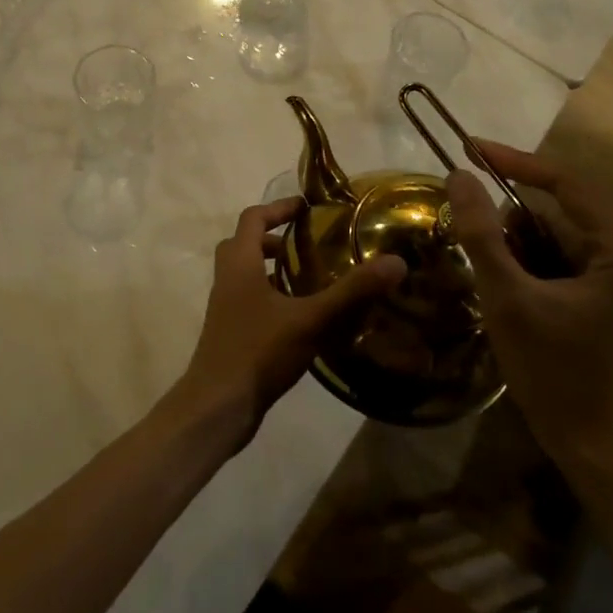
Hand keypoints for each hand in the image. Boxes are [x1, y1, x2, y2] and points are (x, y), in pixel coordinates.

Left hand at [173, 197, 406, 450]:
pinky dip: (270, 296)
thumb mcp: (310, 319)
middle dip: (273, 237)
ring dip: (271, 268)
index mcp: (240, 263)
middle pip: (244, 243)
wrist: (217, 405)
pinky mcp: (230, 332)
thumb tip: (395, 262)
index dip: (278, 208)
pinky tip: (299, 317)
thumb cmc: (258, 351)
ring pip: (245, 273)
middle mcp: (227, 278)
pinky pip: (249, 299)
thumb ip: (351, 291)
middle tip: (305, 243)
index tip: (306, 207)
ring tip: (308, 278)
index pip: (253, 218)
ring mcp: (225, 307)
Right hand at [445, 142, 612, 472]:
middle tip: (465, 220)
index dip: (513, 161)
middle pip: (557, 210)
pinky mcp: (604, 295)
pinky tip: (502, 285)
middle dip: (508, 216)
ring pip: (553, 235)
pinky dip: (525, 262)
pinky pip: (557, 259)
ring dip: (513, 243)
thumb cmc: (556, 371)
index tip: (468, 148)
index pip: (565, 182)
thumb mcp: (508, 298)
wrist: (594, 446)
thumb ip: (481, 234)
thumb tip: (459, 177)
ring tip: (482, 266)